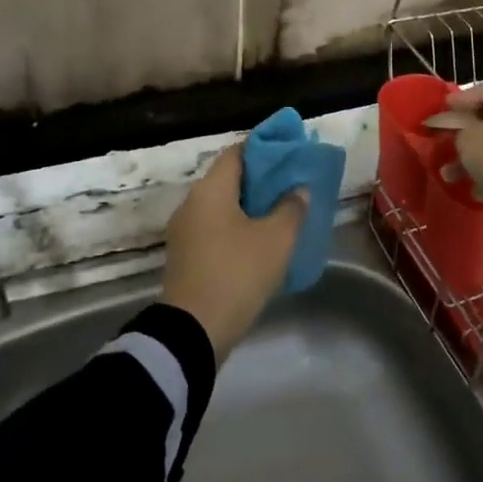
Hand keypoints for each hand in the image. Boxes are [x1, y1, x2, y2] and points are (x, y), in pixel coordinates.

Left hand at [161, 144, 307, 359]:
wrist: (193, 332)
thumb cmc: (237, 273)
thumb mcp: (276, 239)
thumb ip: (291, 208)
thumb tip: (297, 190)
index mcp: (210, 190)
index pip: (238, 152)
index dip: (265, 149)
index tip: (291, 153)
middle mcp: (192, 203)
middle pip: (229, 179)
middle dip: (261, 180)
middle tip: (292, 184)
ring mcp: (185, 231)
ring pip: (222, 206)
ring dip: (250, 206)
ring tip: (282, 213)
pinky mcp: (186, 257)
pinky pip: (215, 229)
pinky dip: (237, 227)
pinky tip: (261, 241)